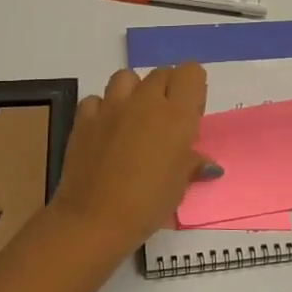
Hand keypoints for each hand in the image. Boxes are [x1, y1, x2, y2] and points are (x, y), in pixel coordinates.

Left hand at [50, 64, 208, 253]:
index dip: (192, 88)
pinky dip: (102, 109)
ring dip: (133, 91)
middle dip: (167, 89)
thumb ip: (193, 164)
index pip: (191, 72)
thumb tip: (208, 165)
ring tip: (133, 117)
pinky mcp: (84, 119)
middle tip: (165, 121)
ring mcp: (111, 107)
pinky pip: (96, 99)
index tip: (190, 113)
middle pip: (161, 73)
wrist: (95, 219)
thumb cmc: (148, 203)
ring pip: (126, 77)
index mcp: (177, 114)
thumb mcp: (180, 185)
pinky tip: (105, 130)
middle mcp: (145, 101)